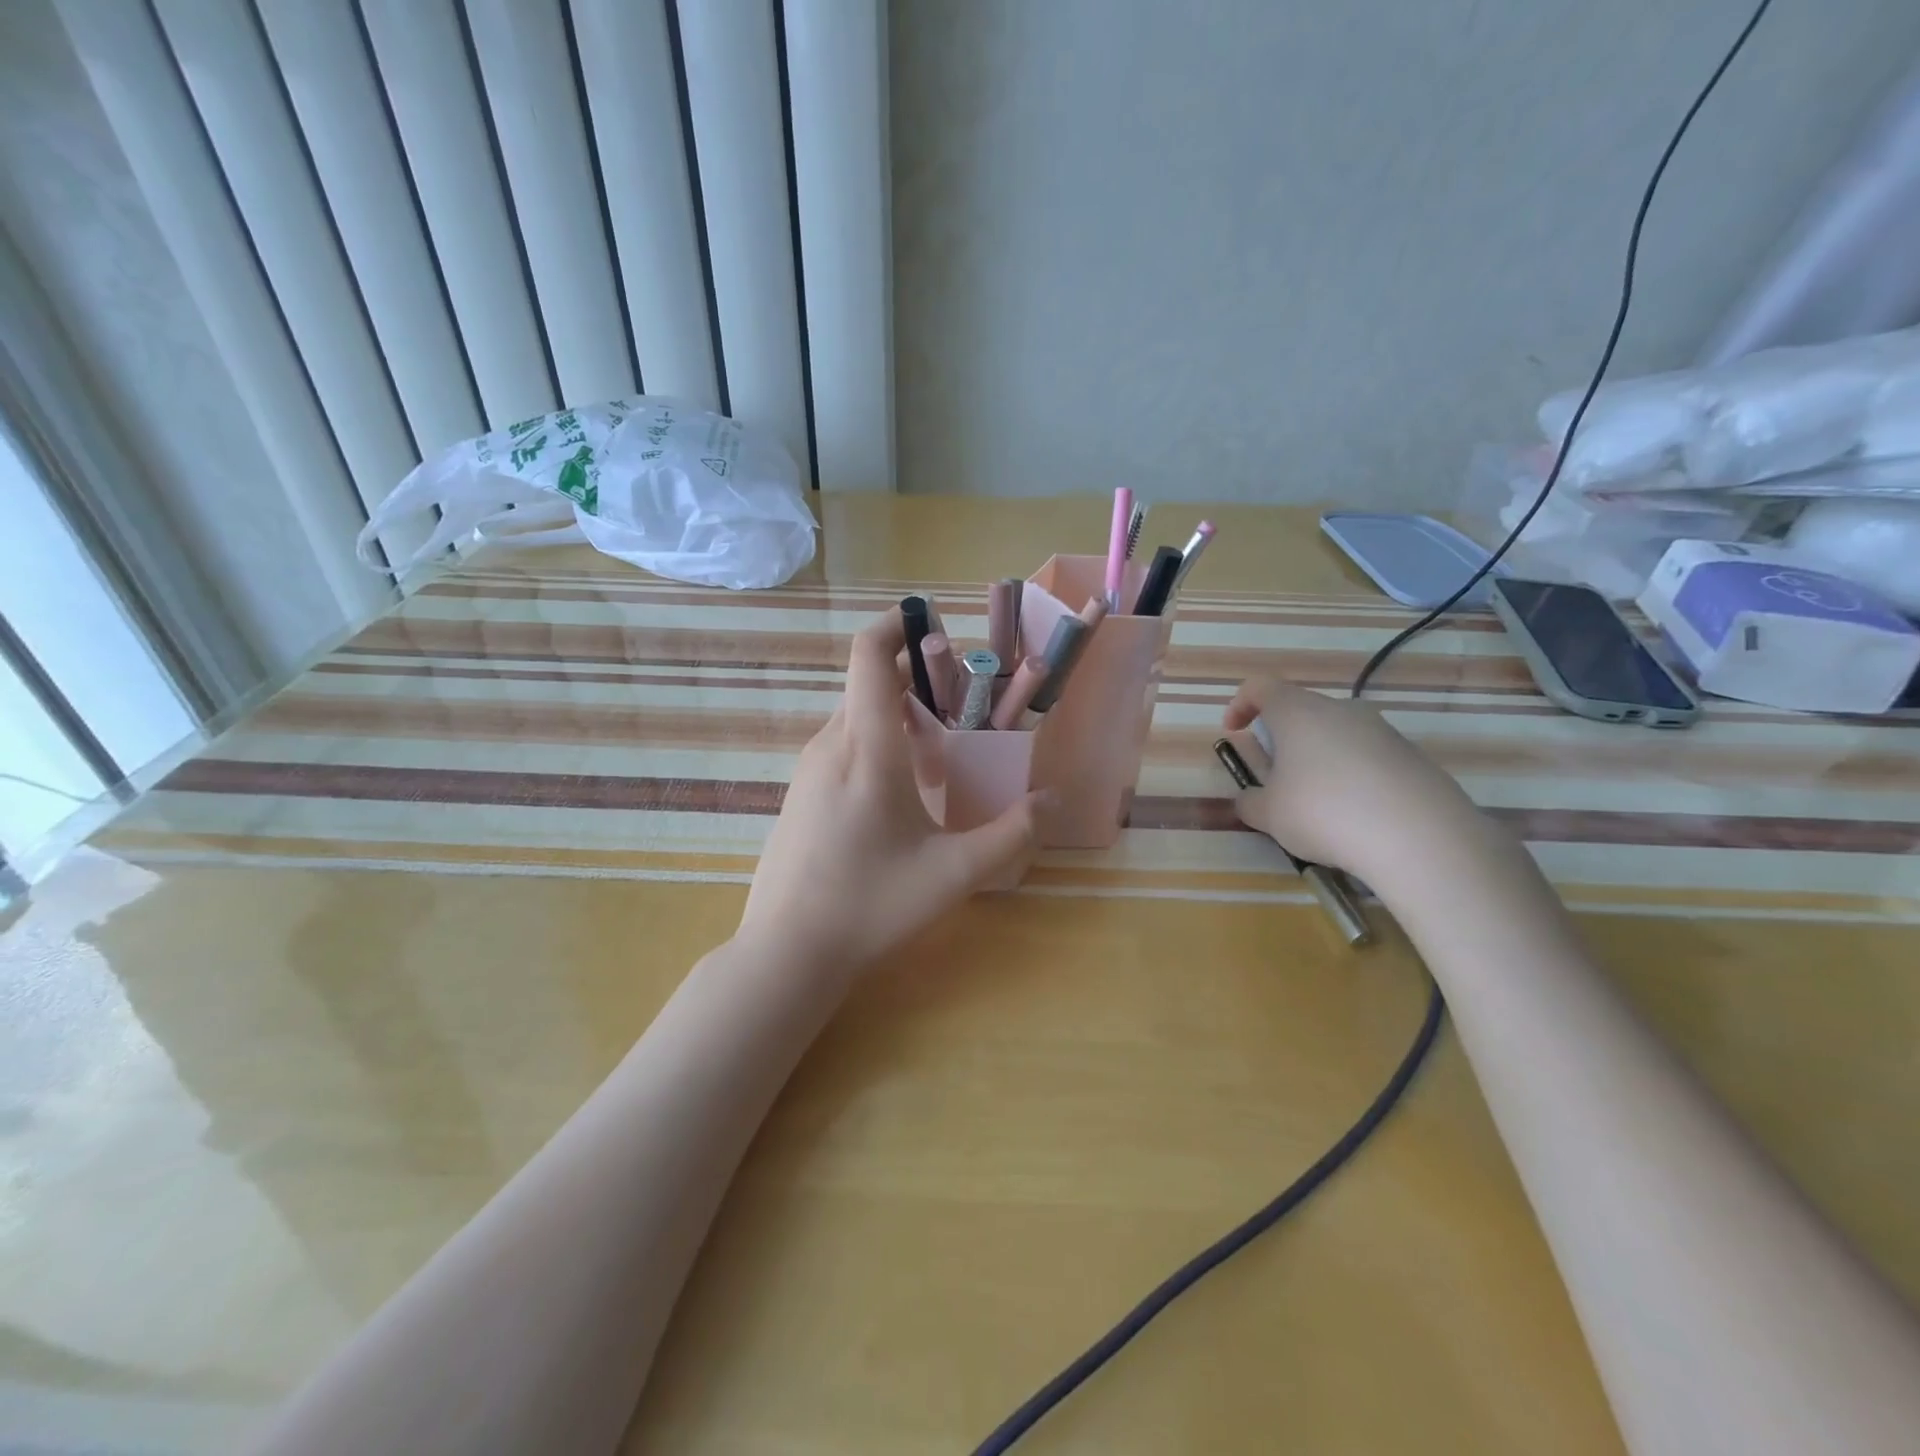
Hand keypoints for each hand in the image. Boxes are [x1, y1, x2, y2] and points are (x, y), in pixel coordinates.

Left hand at [737, 608, 1043, 979]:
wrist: (788, 951)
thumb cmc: (872, 905)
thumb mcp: (954, 873)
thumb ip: (1011, 834)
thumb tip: (1052, 800)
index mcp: (867, 748)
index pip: (869, 655)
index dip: (898, 625)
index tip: (936, 625)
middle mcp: (831, 744)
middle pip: (868, 682)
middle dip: (916, 675)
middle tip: (964, 698)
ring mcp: (809, 769)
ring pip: (855, 714)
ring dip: (897, 711)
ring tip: (942, 743)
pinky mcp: (801, 792)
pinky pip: (842, 743)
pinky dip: (876, 738)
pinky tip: (903, 786)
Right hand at [1221, 677, 1477, 882]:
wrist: (1419, 837)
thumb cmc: (1324, 813)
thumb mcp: (1269, 815)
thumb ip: (1250, 802)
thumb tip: (1250, 799)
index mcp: (1298, 713)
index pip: (1260, 687)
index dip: (1240, 705)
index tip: (1234, 733)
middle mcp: (1341, 710)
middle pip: (1301, 711)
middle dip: (1282, 739)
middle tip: (1275, 777)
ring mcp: (1382, 731)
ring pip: (1337, 735)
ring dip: (1318, 759)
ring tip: (1316, 804)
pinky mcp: (1412, 756)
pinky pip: (1368, 758)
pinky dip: (1352, 777)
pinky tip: (1355, 816)